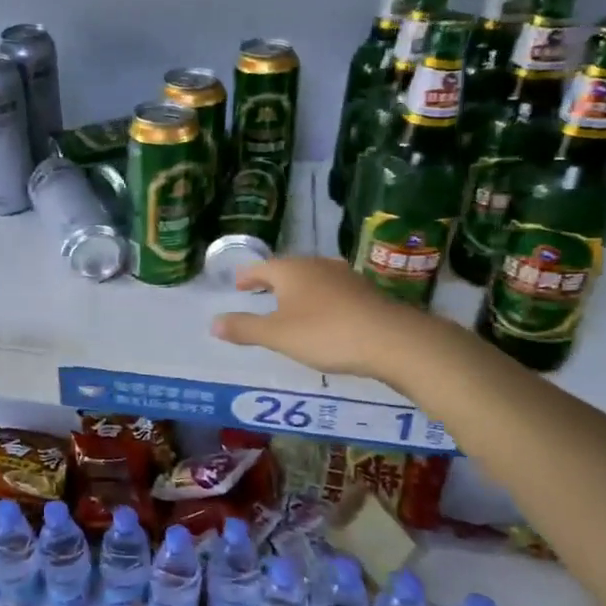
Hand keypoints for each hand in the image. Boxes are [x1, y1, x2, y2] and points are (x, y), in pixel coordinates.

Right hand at [211, 256, 454, 390]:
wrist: (392, 340)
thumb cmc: (326, 333)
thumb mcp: (277, 335)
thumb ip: (245, 328)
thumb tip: (213, 323)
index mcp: (291, 270)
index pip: (261, 268)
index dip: (247, 277)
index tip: (238, 285)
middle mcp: (317, 266)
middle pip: (288, 269)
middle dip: (272, 281)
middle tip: (260, 292)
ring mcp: (345, 277)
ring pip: (313, 278)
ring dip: (298, 290)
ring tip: (290, 305)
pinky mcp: (366, 293)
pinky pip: (333, 291)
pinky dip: (320, 300)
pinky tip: (324, 316)